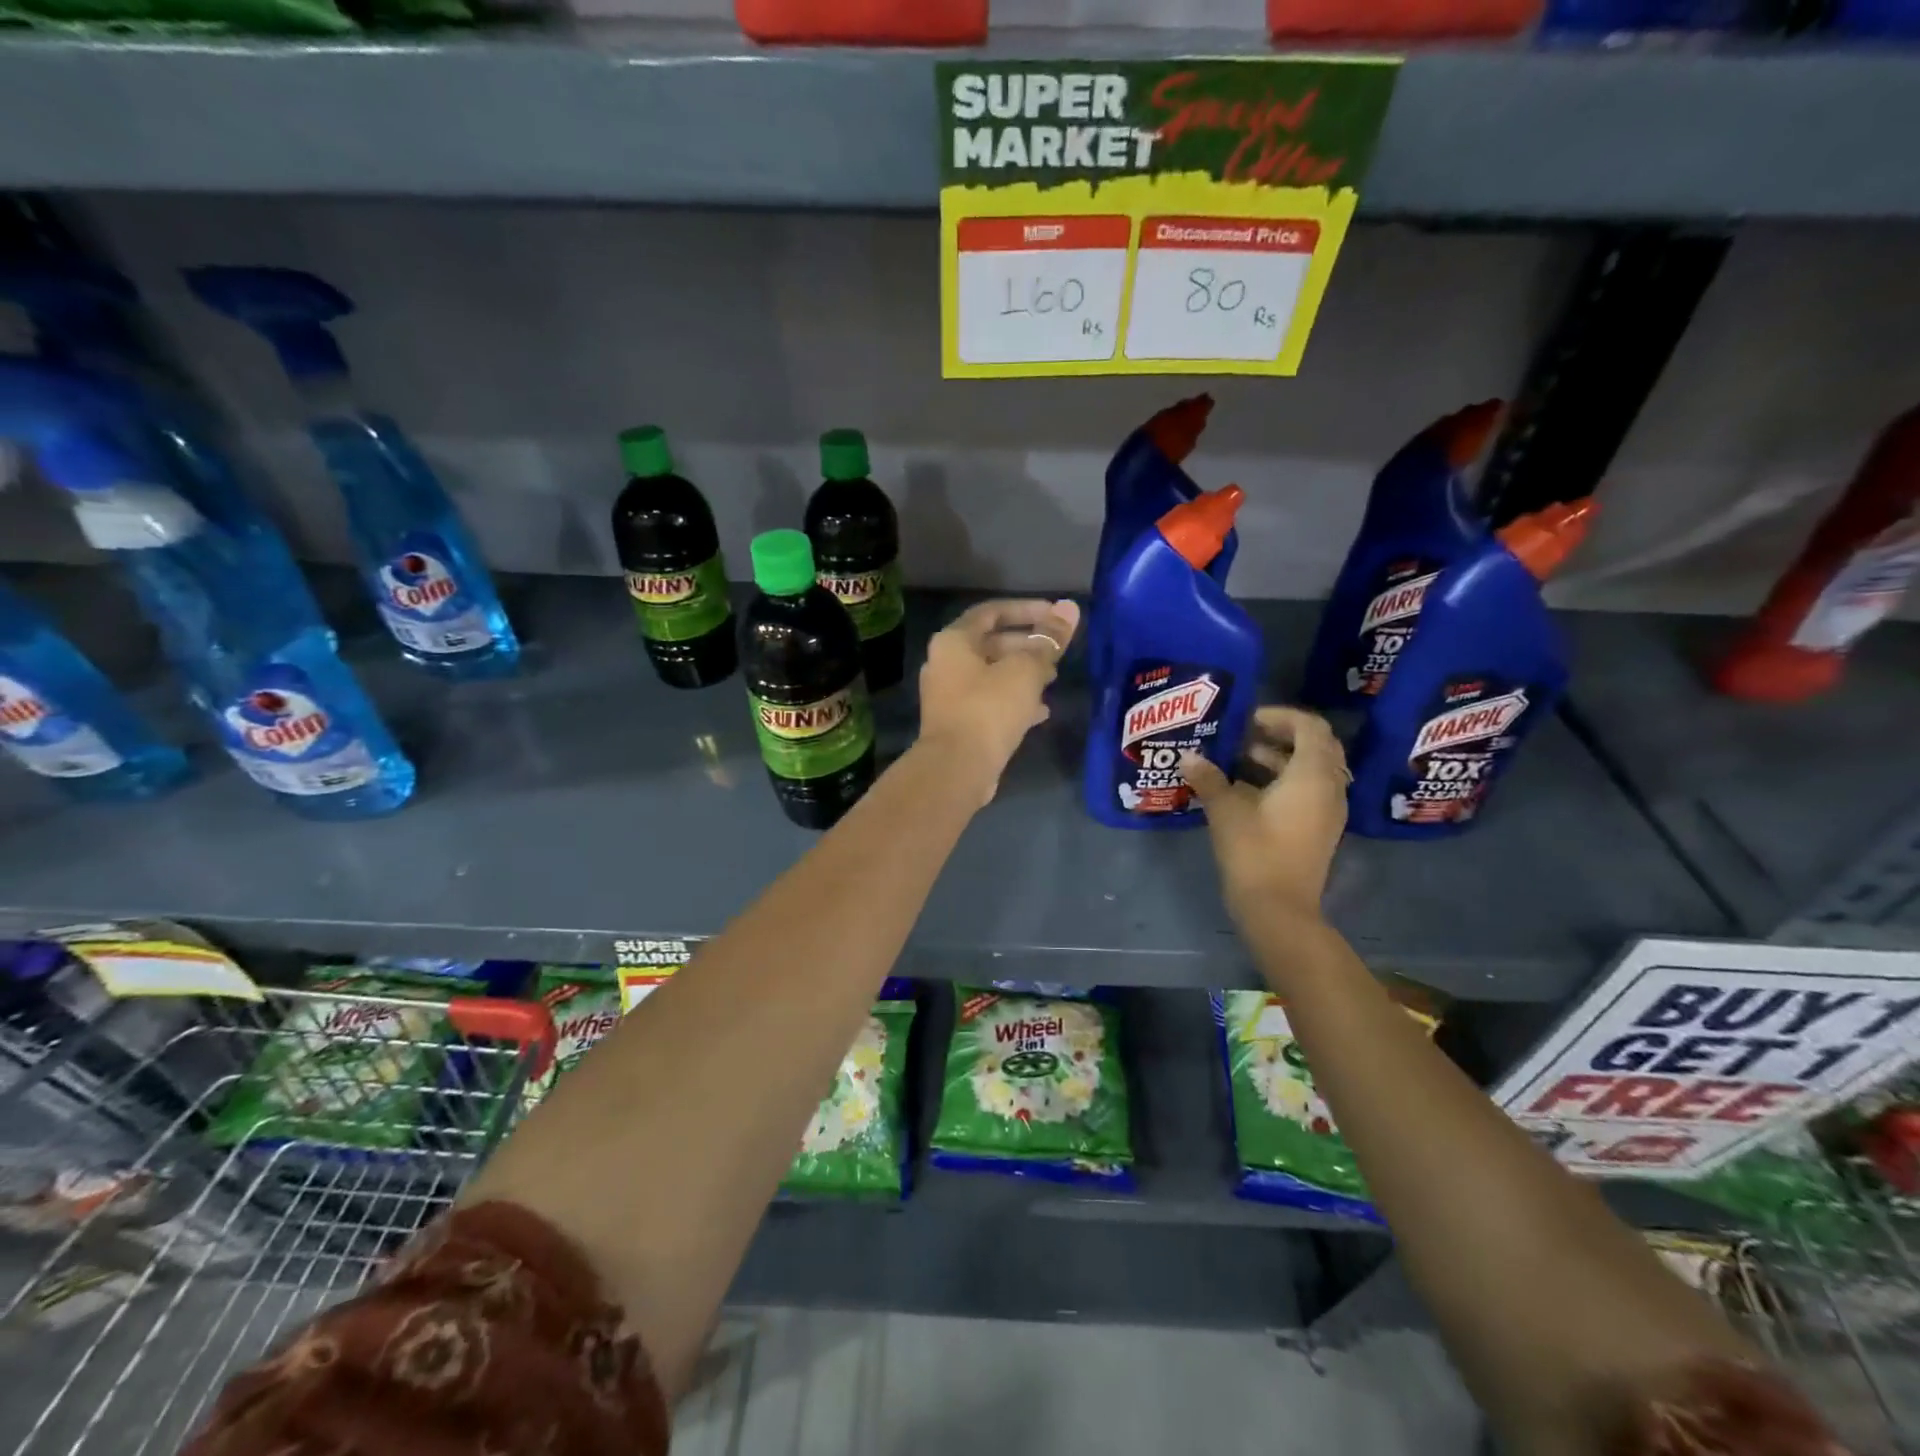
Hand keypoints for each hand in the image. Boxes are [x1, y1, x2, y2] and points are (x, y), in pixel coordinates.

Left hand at [918, 598, 1080, 803]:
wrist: (957, 768)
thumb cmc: (989, 709)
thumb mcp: (1026, 670)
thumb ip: (1049, 639)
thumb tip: (1070, 608)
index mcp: (953, 641)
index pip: (992, 612)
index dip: (1026, 609)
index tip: (1056, 616)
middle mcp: (945, 663)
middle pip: (992, 643)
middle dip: (1028, 645)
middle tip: (1057, 653)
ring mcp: (949, 695)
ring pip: (992, 675)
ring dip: (1023, 674)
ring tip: (1053, 679)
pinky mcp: (958, 722)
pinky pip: (990, 702)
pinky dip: (1014, 700)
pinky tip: (1041, 712)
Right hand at [1180, 706, 1348, 924]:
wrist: (1278, 909)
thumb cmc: (1254, 851)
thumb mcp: (1226, 810)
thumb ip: (1209, 778)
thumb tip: (1189, 756)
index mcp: (1313, 775)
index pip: (1310, 727)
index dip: (1280, 716)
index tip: (1248, 719)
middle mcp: (1329, 788)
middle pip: (1317, 746)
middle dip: (1283, 735)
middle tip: (1247, 733)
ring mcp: (1328, 811)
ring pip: (1313, 770)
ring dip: (1282, 758)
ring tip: (1241, 758)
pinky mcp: (1320, 830)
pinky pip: (1310, 791)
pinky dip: (1285, 780)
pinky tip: (1249, 789)